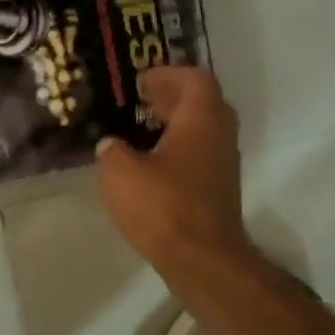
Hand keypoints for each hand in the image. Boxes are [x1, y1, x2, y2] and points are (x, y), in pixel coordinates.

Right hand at [95, 67, 252, 269]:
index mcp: (200, 120)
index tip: (141, 81)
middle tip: (140, 99)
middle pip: (202, 102)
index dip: (168, 74)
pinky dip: (177, 146)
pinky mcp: (218, 188)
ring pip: (202, 129)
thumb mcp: (120, 172)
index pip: (195, 79)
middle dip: (172, 96)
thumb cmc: (163, 206)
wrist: (203, 260)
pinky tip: (149, 162)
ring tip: (139, 128)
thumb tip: (111, 145)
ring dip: (175, 122)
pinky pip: (199, 152)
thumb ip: (112, 150)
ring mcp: (223, 163)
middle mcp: (219, 135)